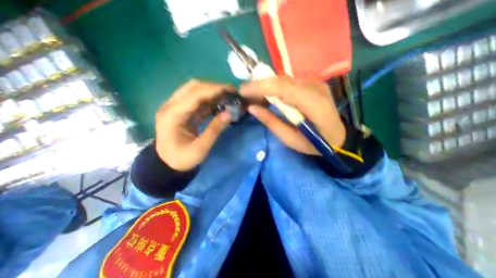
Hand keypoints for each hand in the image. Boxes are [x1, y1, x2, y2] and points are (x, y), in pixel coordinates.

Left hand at [155, 80, 232, 171]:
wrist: (167, 163)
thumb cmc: (181, 159)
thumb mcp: (200, 149)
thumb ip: (215, 130)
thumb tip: (230, 113)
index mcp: (172, 116)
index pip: (194, 95)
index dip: (214, 90)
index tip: (232, 91)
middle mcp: (171, 106)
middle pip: (193, 87)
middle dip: (214, 87)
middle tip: (232, 93)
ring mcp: (175, 106)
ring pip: (195, 90)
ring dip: (212, 91)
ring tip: (228, 96)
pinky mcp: (181, 110)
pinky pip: (196, 99)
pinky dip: (209, 99)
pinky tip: (220, 103)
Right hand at [240, 75, 345, 155]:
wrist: (338, 137)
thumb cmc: (315, 144)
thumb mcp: (290, 139)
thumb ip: (272, 122)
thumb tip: (252, 108)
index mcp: (314, 105)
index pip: (283, 88)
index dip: (260, 87)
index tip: (242, 91)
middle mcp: (316, 88)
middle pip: (282, 80)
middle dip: (260, 84)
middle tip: (244, 92)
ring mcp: (316, 84)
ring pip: (285, 79)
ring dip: (266, 85)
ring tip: (253, 94)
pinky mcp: (314, 84)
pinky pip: (290, 82)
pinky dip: (275, 87)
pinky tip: (268, 94)